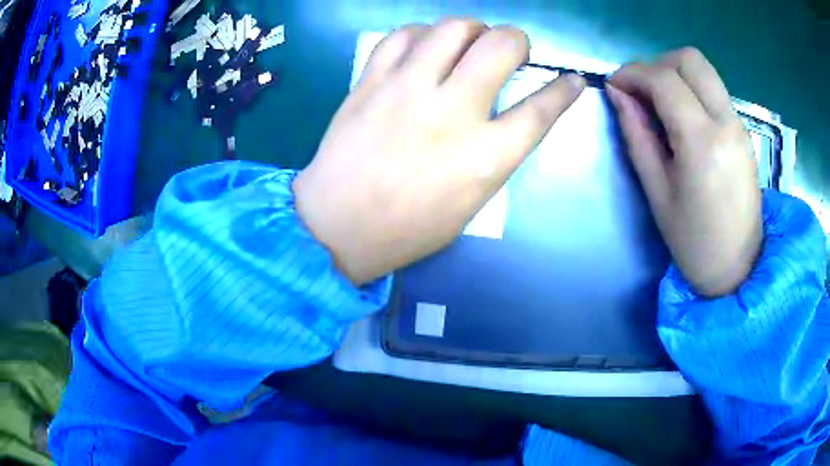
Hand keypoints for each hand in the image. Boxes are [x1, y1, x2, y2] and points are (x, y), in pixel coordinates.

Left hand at [293, 19, 585, 284]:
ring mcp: (406, 90)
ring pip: (452, 27)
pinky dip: (422, 34)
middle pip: (499, 46)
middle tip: (509, 51)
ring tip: (467, 45)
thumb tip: (511, 114)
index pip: (539, 110)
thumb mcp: (471, 203)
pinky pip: (403, 35)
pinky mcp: (371, 82)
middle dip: (516, 39)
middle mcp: (450, 113)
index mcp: (483, 158)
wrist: (336, 225)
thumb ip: (496, 154)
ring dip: (471, 29)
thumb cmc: (408, 227)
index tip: (571, 79)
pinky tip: (424, 49)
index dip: (563, 90)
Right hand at [607, 48, 761, 296]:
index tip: (614, 86)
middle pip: (689, 59)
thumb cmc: (693, 241)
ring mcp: (738, 124)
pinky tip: (683, 117)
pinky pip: (714, 89)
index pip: (663, 79)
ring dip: (675, 74)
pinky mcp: (743, 130)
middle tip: (641, 92)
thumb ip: (637, 134)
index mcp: (702, 141)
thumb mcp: (657, 191)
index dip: (632, 73)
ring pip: (704, 69)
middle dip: (657, 64)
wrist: (738, 268)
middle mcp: (725, 122)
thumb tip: (618, 94)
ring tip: (660, 103)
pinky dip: (692, 89)